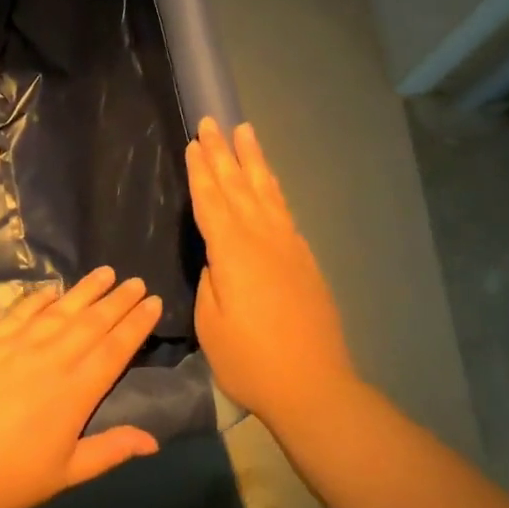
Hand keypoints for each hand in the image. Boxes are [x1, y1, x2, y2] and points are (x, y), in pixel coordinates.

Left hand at [0, 267, 163, 507]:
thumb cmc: (3, 480)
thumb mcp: (64, 475)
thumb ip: (109, 451)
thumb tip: (153, 439)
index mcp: (75, 392)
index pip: (115, 349)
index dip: (136, 324)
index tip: (154, 302)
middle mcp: (51, 359)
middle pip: (92, 322)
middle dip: (118, 300)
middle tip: (137, 281)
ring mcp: (17, 345)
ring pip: (60, 310)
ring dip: (85, 290)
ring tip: (106, 272)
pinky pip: (20, 311)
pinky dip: (38, 298)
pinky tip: (52, 290)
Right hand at [186, 118, 357, 429]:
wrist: (314, 387)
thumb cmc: (249, 360)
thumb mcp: (210, 322)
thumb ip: (210, 280)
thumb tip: (216, 258)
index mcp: (232, 252)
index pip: (211, 200)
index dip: (201, 170)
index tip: (194, 141)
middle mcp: (262, 239)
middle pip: (238, 186)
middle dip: (223, 152)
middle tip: (213, 120)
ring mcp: (288, 247)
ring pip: (266, 192)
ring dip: (254, 160)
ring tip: (246, 132)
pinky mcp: (305, 261)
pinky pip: (284, 212)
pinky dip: (274, 190)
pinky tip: (269, 182)